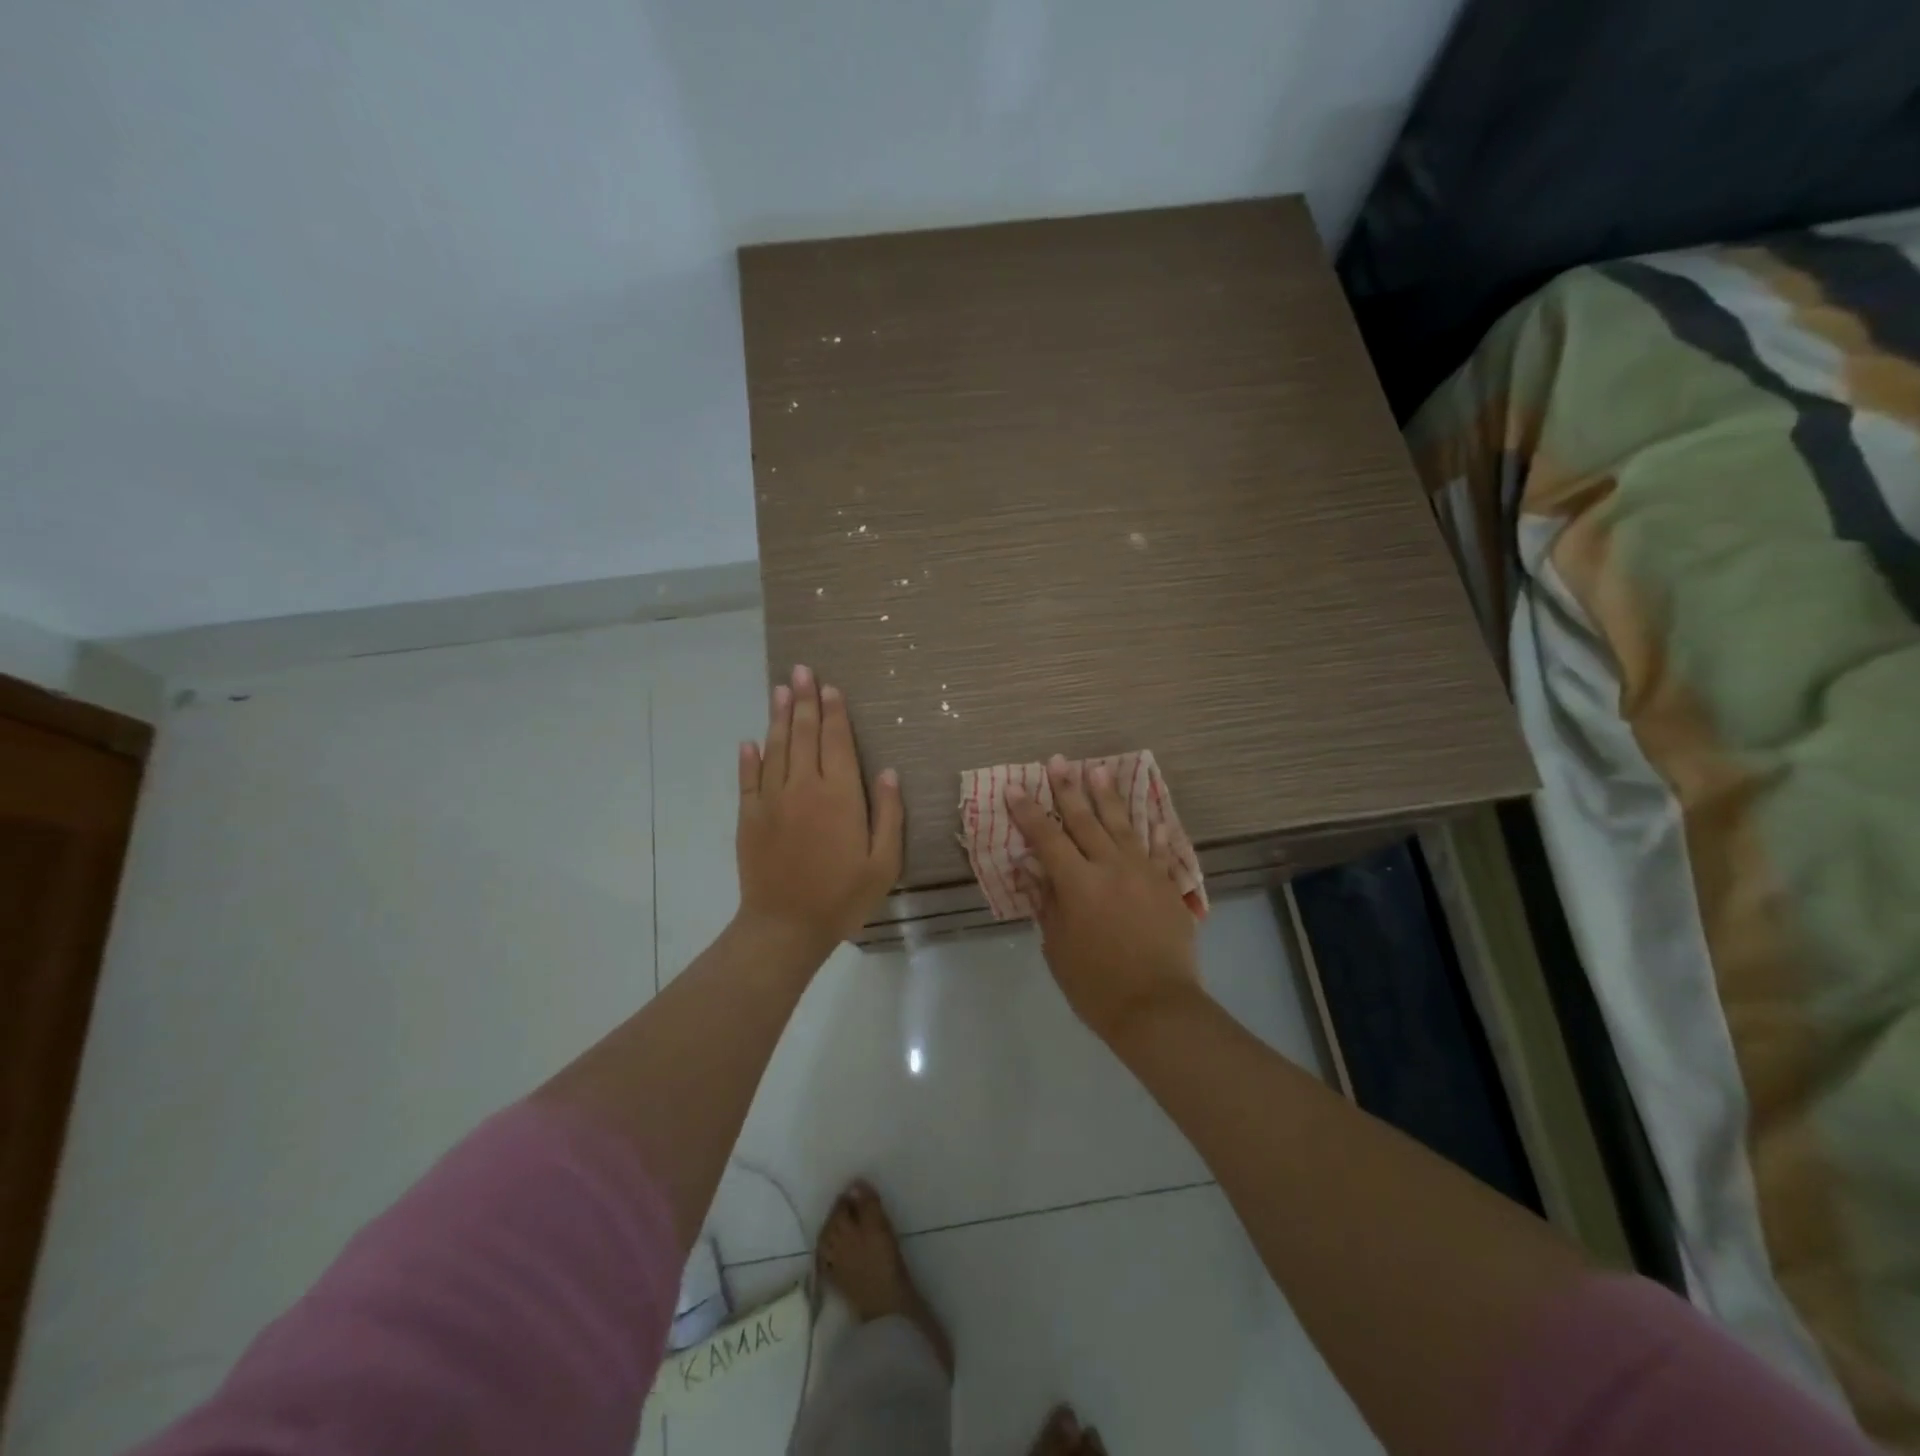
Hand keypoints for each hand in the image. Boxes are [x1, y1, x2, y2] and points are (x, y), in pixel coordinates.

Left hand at [736, 664, 903, 961]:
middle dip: (805, 701)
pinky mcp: (749, 817)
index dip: (835, 713)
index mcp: (840, 796)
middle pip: (804, 735)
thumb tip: (887, 772)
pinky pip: (748, 779)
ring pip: (775, 748)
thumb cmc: (843, 896)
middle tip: (801, 671)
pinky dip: (749, 758)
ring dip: (779, 717)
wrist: (785, 926)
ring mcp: (772, 800)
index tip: (831, 688)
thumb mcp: (883, 862)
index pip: (836, 742)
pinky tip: (750, 741)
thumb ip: (888, 814)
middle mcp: (804, 788)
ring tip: (780, 690)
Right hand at [1006, 755, 1202, 1045]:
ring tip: (1097, 769)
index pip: (1046, 838)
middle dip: (1068, 789)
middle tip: (1058, 761)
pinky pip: (1158, 848)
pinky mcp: (1166, 884)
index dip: (1028, 812)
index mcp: (1078, 883)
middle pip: (1085, 820)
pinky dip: (1153, 830)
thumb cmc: (1096, 985)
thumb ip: (1046, 903)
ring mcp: (1143, 872)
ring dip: (1107, 796)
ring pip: (1122, 824)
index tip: (1014, 788)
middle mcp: (1110, 867)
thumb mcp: (1057, 947)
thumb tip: (1029, 869)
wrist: (1158, 1008)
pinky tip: (1151, 813)